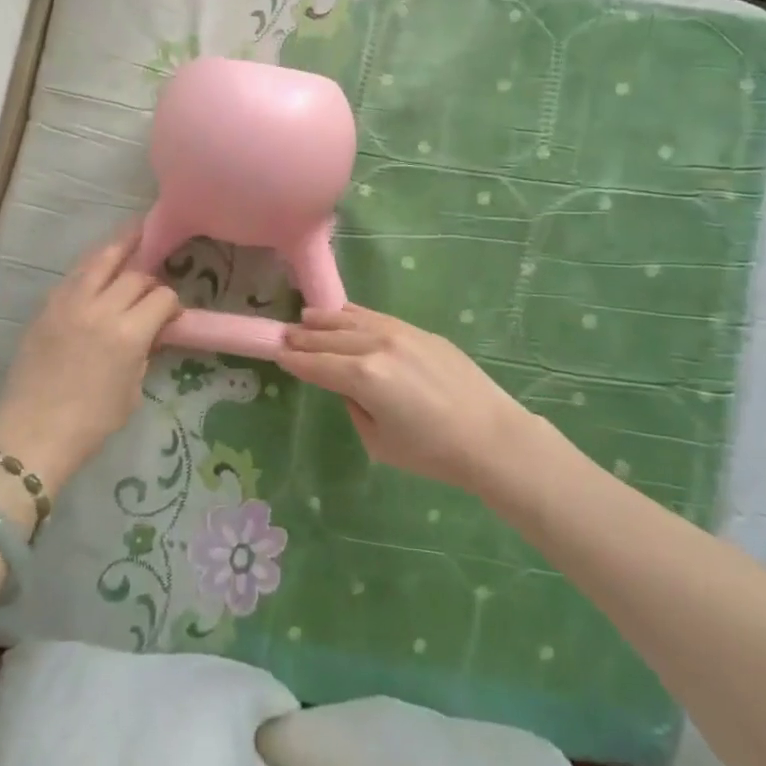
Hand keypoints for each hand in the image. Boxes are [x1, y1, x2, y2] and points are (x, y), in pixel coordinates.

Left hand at [0, 228, 181, 492]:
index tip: (172, 314)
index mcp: (128, 333)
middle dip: (149, 277)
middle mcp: (101, 308)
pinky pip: (75, 275)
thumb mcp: (132, 390)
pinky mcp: (47, 307)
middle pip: (135, 274)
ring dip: (121, 247)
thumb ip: (144, 352)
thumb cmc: (90, 423)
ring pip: (100, 259)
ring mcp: (69, 303)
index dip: (172, 303)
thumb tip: (150, 332)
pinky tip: (100, 265)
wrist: (32, 434)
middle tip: (154, 281)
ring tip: (135, 233)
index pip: (161, 297)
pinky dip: (92, 266)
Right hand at [278, 305, 531, 492]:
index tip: (275, 353)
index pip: (317, 364)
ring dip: (325, 319)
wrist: (490, 436)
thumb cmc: (431, 451)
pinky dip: (354, 315)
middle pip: (329, 338)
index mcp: (362, 377)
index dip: (294, 360)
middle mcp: (376, 346)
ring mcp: (399, 333)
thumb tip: (349, 386)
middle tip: (283, 335)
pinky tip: (343, 313)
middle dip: (303, 337)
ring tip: (305, 318)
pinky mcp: (419, 331)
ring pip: (351, 320)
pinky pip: (376, 317)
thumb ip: (355, 406)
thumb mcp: (378, 441)